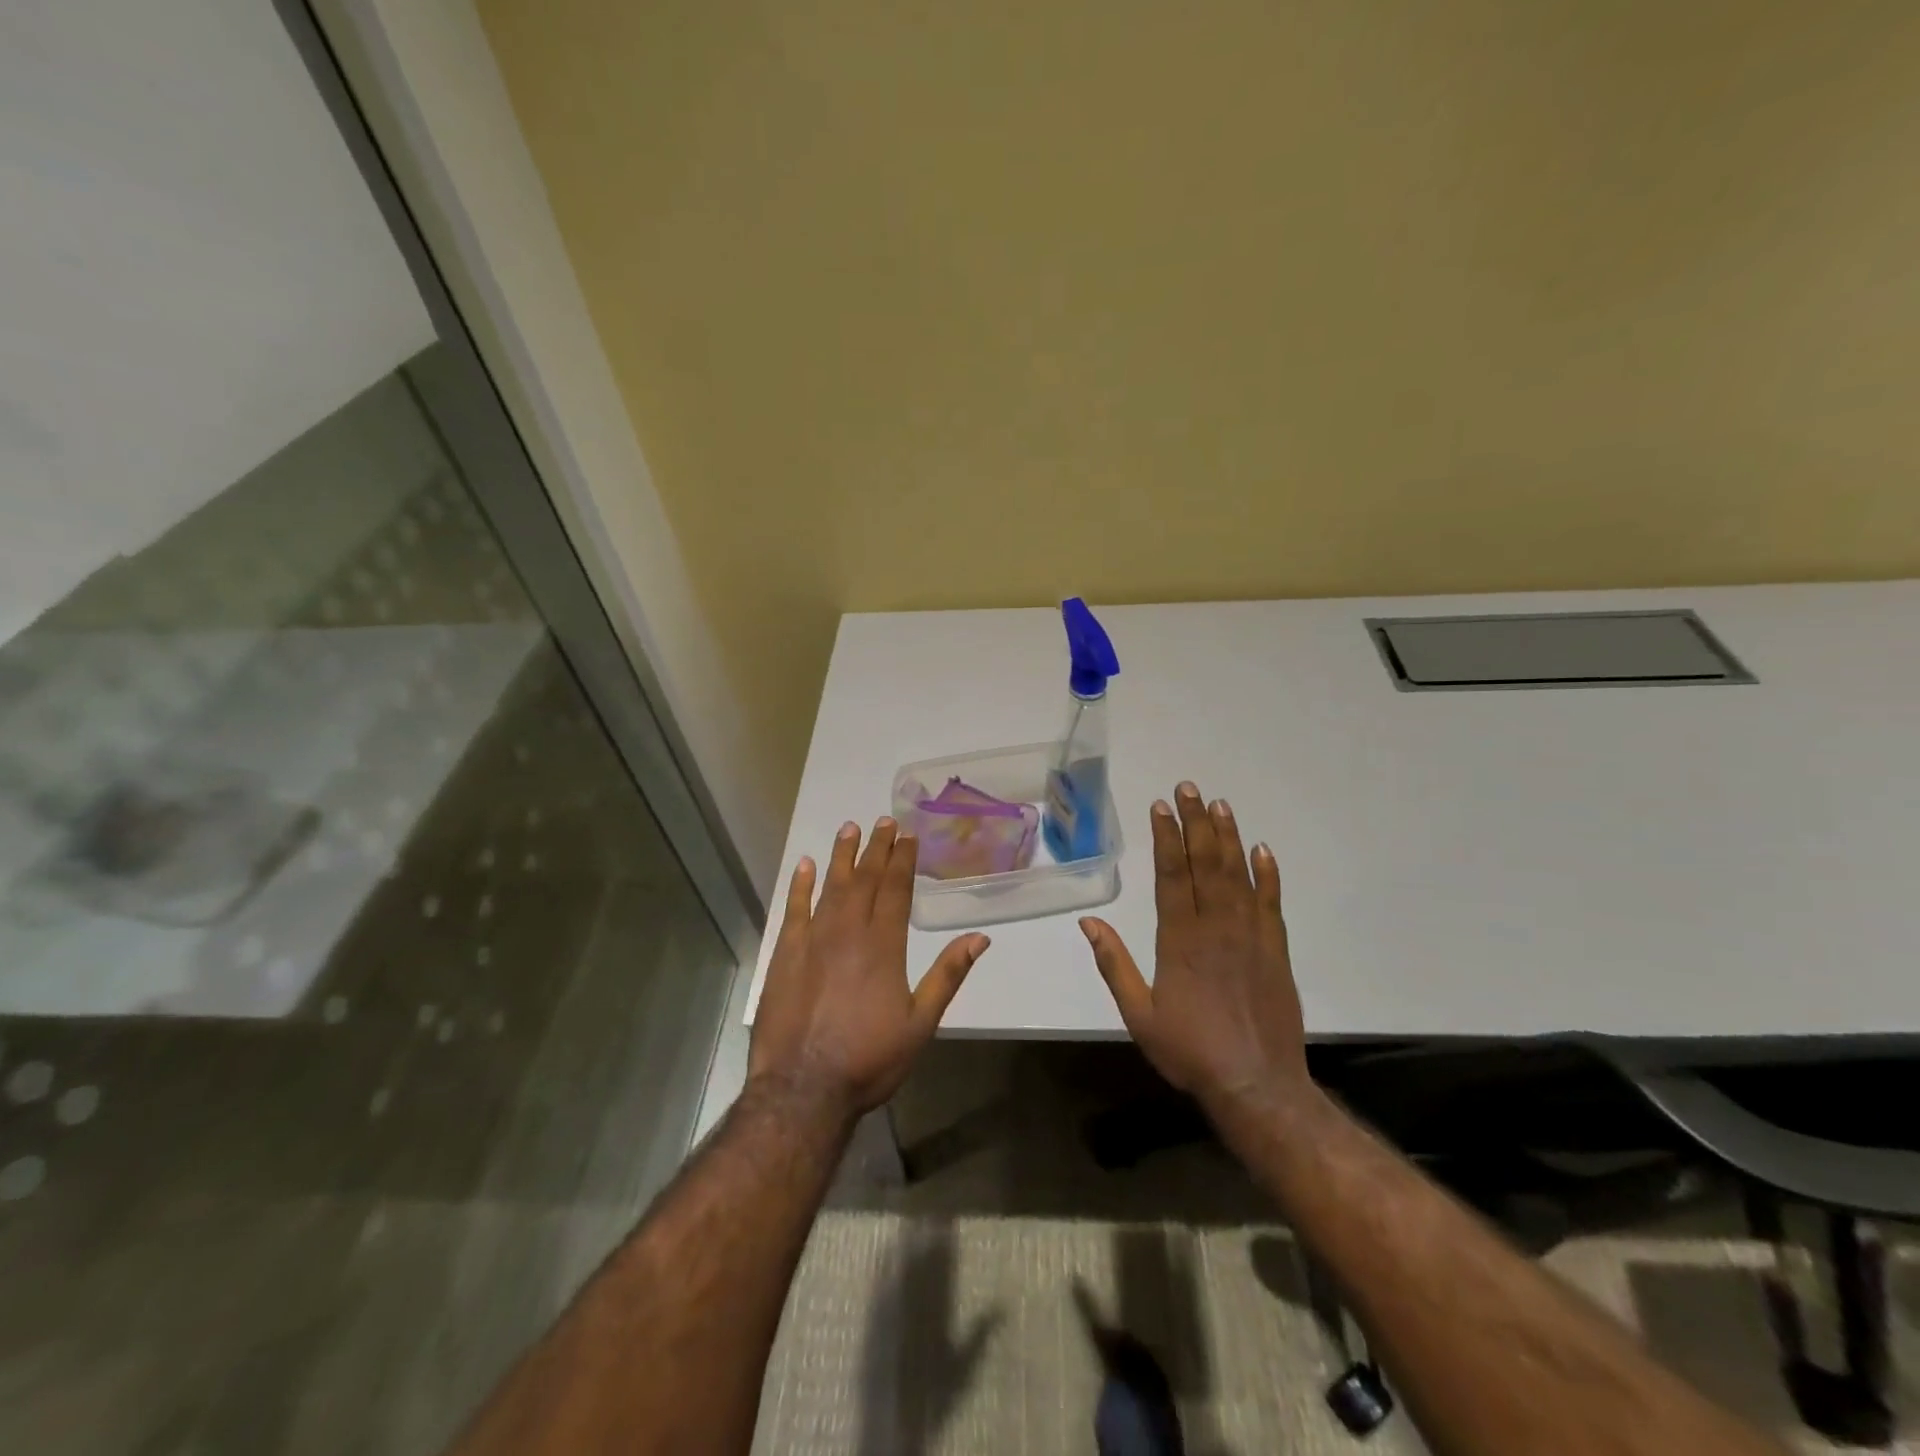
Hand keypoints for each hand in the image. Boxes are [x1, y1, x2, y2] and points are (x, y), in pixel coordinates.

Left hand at [749, 817, 988, 1123]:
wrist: (803, 1088)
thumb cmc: (869, 1059)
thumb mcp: (921, 1023)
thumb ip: (948, 975)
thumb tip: (979, 938)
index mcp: (884, 945)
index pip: (896, 889)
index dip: (902, 859)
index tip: (907, 834)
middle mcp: (848, 932)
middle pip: (865, 879)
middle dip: (876, 848)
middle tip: (884, 821)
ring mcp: (813, 940)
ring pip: (831, 886)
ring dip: (842, 856)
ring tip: (850, 828)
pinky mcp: (785, 954)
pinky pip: (794, 909)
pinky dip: (800, 885)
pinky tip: (805, 865)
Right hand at [1080, 782, 1308, 1117]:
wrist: (1257, 1085)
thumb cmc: (1191, 1051)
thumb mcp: (1139, 1015)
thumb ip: (1114, 965)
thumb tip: (1088, 923)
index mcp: (1179, 940)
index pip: (1171, 874)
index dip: (1166, 837)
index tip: (1160, 806)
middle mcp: (1216, 927)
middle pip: (1205, 863)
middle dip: (1196, 822)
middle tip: (1189, 788)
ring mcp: (1250, 935)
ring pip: (1238, 874)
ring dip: (1228, 836)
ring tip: (1219, 804)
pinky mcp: (1275, 949)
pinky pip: (1271, 902)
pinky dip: (1268, 874)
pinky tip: (1262, 850)